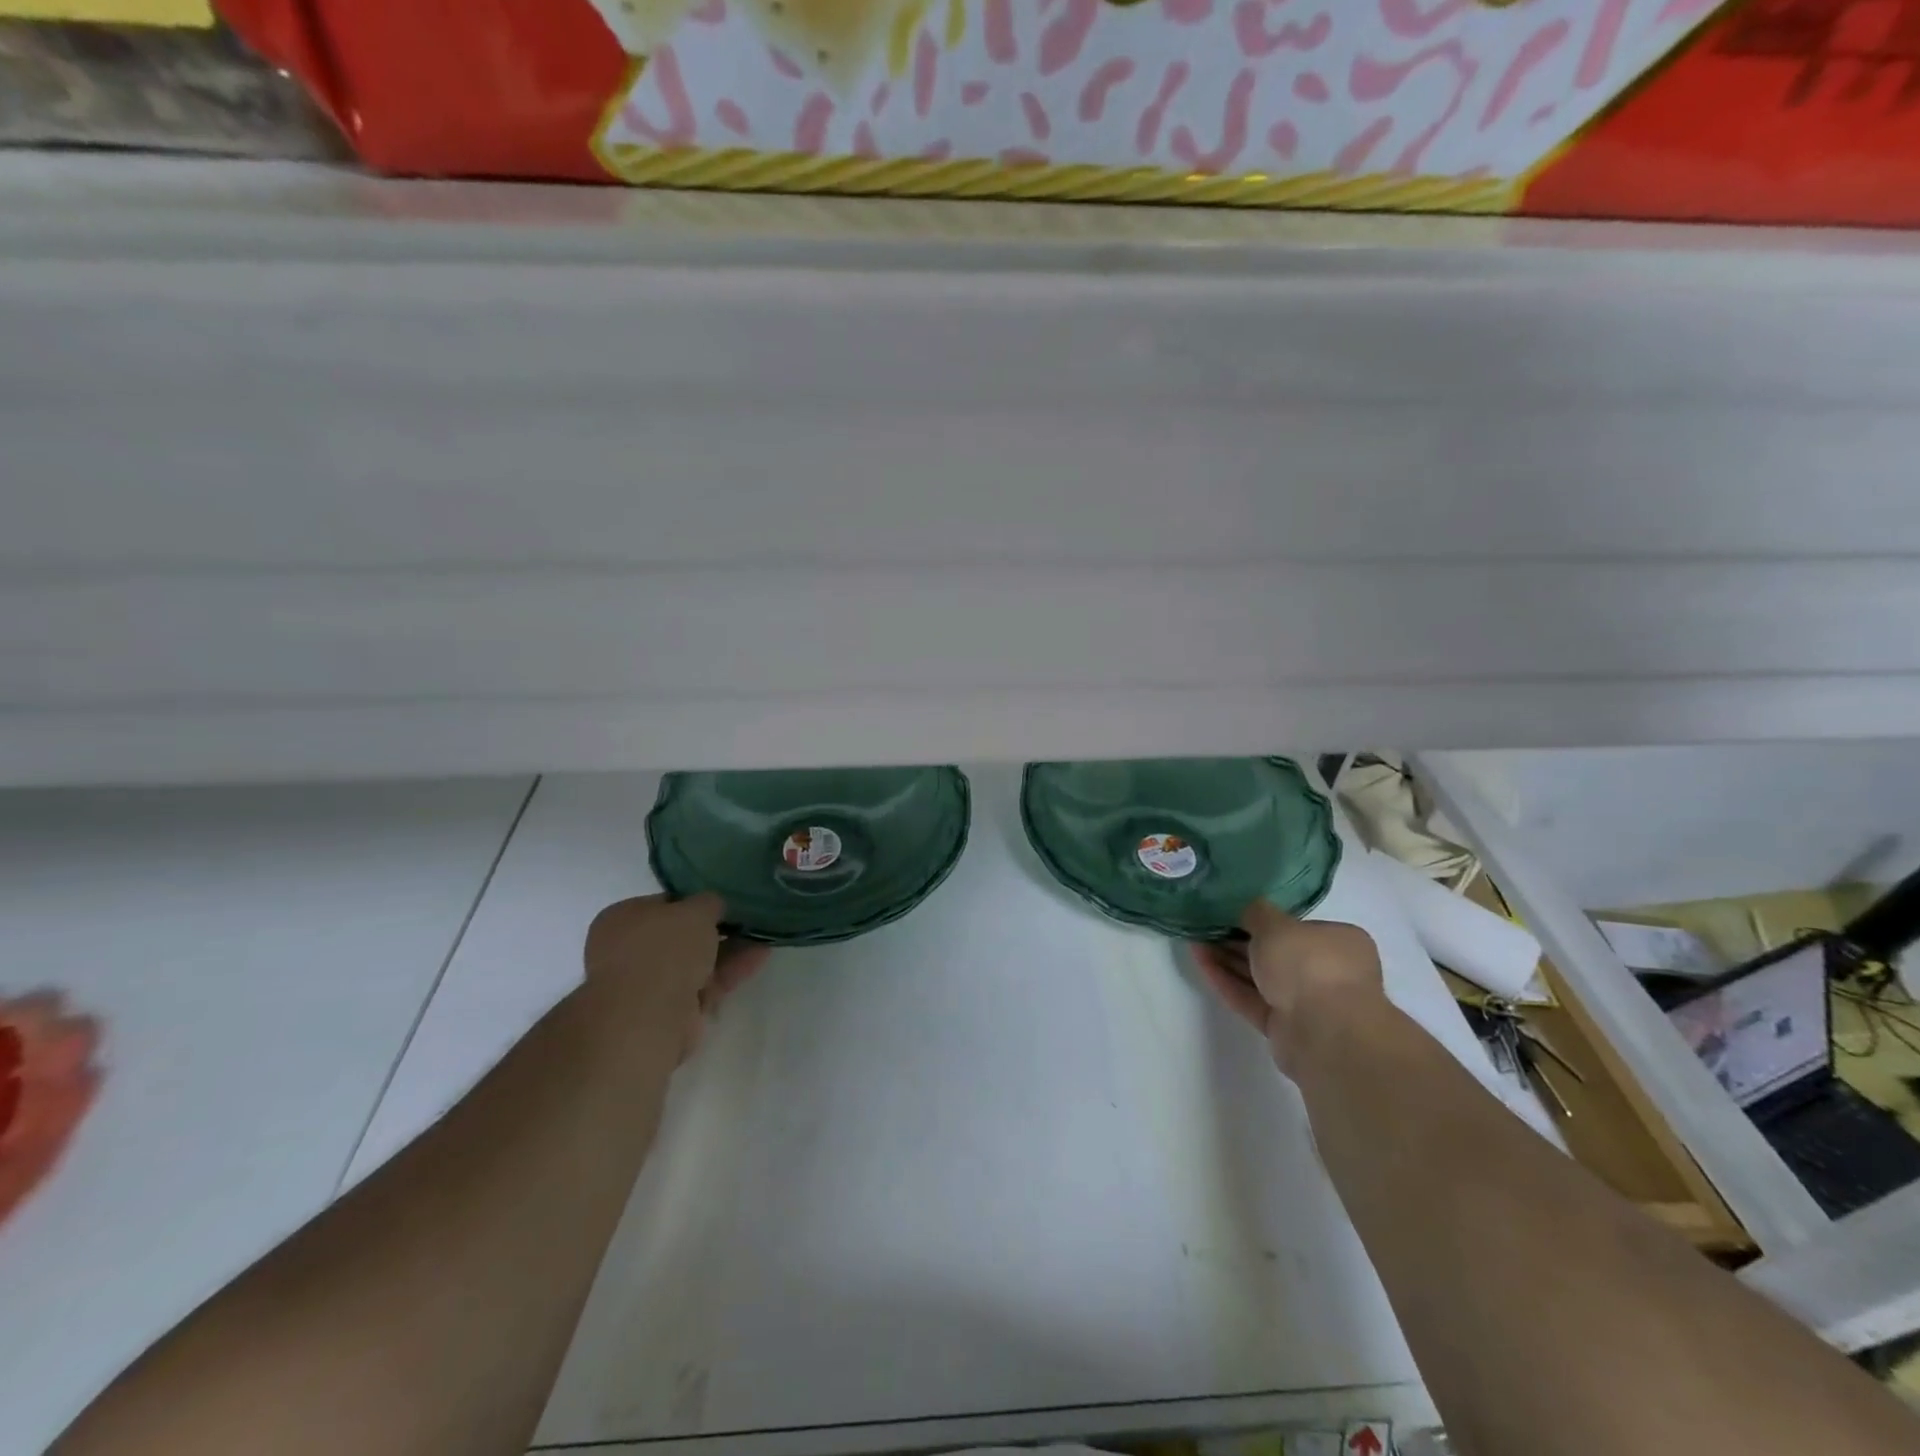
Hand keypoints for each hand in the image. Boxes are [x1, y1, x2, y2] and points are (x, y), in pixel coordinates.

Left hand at [583, 894, 768, 1060]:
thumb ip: (709, 902)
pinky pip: (706, 983)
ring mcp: (650, 984)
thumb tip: (713, 905)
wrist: (647, 1017)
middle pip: (681, 936)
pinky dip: (731, 971)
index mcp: (622, 919)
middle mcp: (630, 951)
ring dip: (729, 949)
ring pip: (697, 961)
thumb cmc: (664, 950)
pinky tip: (760, 956)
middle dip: (716, 929)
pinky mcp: (672, 1010)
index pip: (664, 904)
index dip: (695, 901)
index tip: (724, 901)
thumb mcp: (695, 910)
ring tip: (763, 935)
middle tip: (747, 918)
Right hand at [1191, 900, 1385, 1073]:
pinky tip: (1201, 962)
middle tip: (1206, 926)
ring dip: (1227, 959)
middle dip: (1238, 940)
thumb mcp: (1276, 924)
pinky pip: (1251, 999)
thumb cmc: (1309, 964)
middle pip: (1275, 953)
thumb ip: (1256, 913)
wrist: (1324, 1032)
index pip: (1296, 927)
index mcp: (1338, 943)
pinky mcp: (1284, 1028)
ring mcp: (1305, 1002)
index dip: (1263, 919)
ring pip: (1260, 977)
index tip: (1232, 912)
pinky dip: (1227, 981)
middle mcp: (1326, 972)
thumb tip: (1247, 909)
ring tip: (1195, 940)